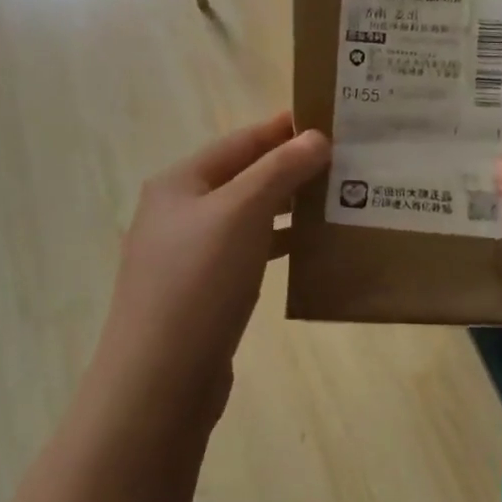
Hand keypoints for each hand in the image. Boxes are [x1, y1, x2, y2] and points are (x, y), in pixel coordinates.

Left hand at [95, 113, 329, 417]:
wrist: (159, 382)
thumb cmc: (199, 282)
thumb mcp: (242, 212)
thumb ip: (279, 169)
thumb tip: (316, 137)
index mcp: (179, 183)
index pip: (239, 141)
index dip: (281, 128)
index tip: (327, 120)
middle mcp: (178, 213)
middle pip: (241, 177)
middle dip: (288, 167)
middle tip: (342, 161)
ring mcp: (186, 256)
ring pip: (245, 217)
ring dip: (286, 206)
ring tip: (334, 199)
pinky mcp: (201, 294)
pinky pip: (245, 253)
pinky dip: (275, 244)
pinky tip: (308, 248)